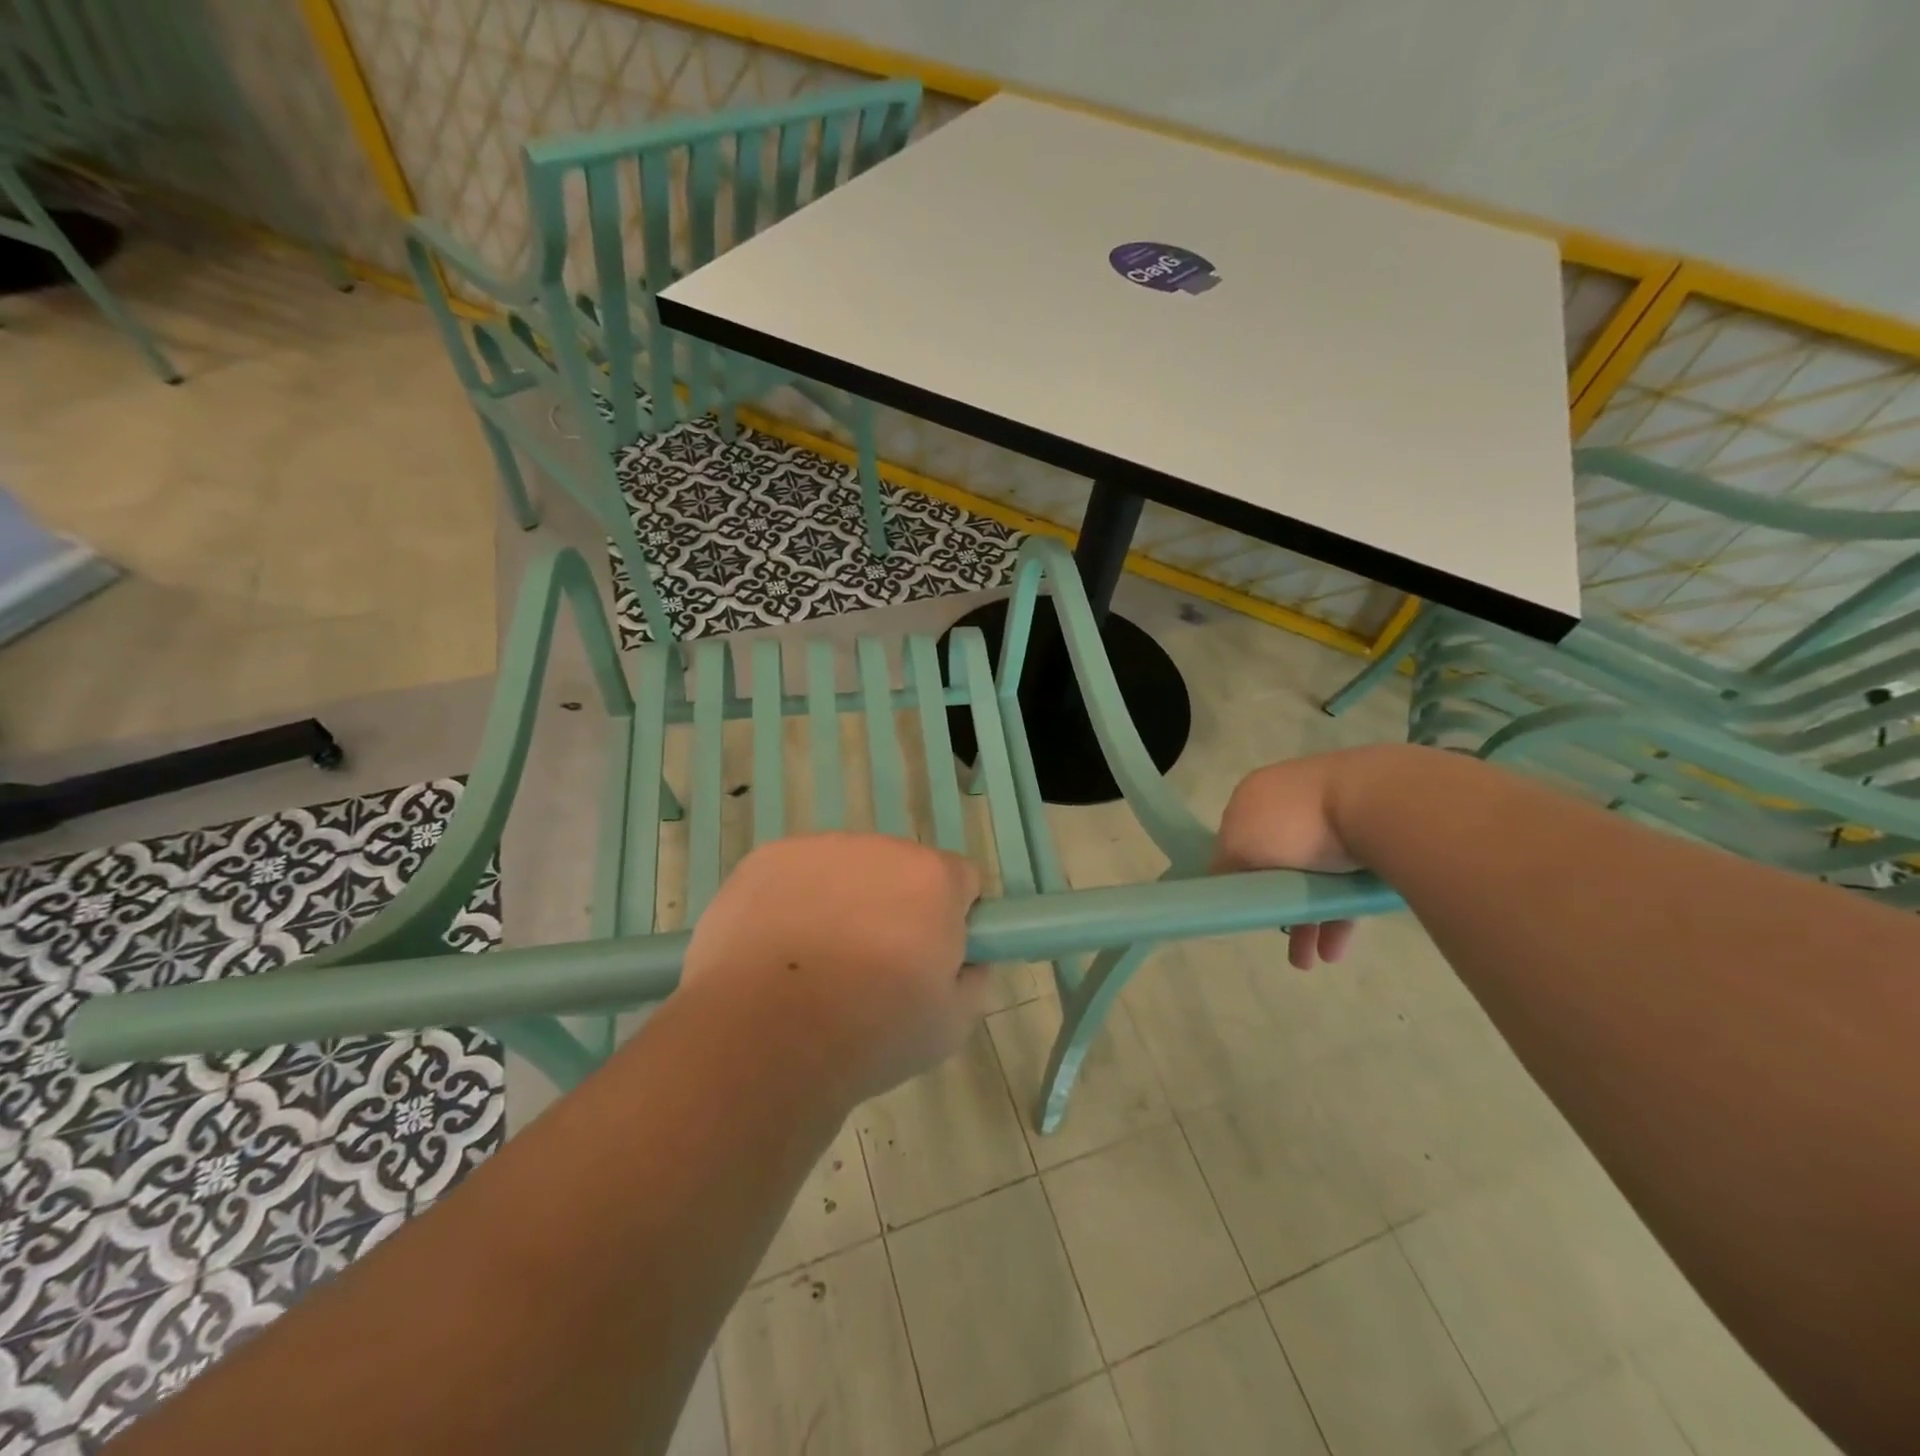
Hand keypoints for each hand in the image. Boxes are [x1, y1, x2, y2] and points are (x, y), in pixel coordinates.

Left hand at [680, 833, 986, 1104]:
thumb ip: (974, 981)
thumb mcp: (951, 1026)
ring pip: (845, 872)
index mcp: (933, 878)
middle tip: (870, 968)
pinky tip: (774, 951)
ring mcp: (817, 849)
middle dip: (895, 907)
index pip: (961, 880)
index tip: (930, 959)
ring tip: (814, 965)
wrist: (762, 1037)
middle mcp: (879, 847)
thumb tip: (967, 962)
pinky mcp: (765, 860)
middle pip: (900, 871)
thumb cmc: (869, 1034)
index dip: (952, 919)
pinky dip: (792, 903)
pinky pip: (795, 876)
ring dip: (843, 902)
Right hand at [1213, 752, 1370, 969]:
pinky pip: (1345, 885)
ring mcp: (1333, 821)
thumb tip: (1220, 885)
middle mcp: (1290, 804)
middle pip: (1274, 864)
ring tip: (1309, 961)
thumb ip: (1223, 868)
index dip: (1234, 875)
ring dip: (1308, 922)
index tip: (1240, 907)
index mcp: (1254, 797)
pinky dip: (1337, 917)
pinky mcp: (1370, 841)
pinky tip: (1334, 949)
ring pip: (1312, 880)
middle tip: (1276, 937)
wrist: (1379, 805)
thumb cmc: (1294, 824)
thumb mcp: (1239, 846)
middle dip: (1275, 907)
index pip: (1235, 839)